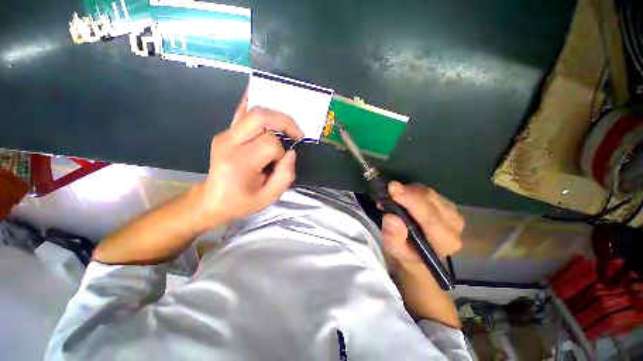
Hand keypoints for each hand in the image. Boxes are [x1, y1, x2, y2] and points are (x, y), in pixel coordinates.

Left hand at [194, 91, 303, 226]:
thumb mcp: (269, 197)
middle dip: (284, 122)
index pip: (269, 144)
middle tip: (296, 133)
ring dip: (276, 116)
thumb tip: (291, 152)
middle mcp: (229, 142)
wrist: (212, 199)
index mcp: (240, 162)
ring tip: (287, 127)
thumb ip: (285, 175)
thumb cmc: (242, 201)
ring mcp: (225, 134)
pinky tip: (260, 90)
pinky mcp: (226, 132)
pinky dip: (252, 100)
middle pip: (260, 117)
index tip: (280, 164)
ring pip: (253, 111)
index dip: (281, 153)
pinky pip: (241, 111)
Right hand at [380, 182, 463, 267]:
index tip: (392, 187)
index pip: (429, 217)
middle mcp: (454, 226)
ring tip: (393, 198)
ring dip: (408, 191)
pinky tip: (403, 198)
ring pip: (429, 193)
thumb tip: (392, 218)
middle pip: (430, 199)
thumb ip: (393, 237)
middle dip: (407, 192)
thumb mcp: (394, 250)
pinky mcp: (448, 205)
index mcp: (443, 241)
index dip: (411, 200)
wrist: (419, 256)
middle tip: (388, 191)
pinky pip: (428, 192)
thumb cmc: (406, 253)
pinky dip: (412, 191)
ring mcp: (453, 213)